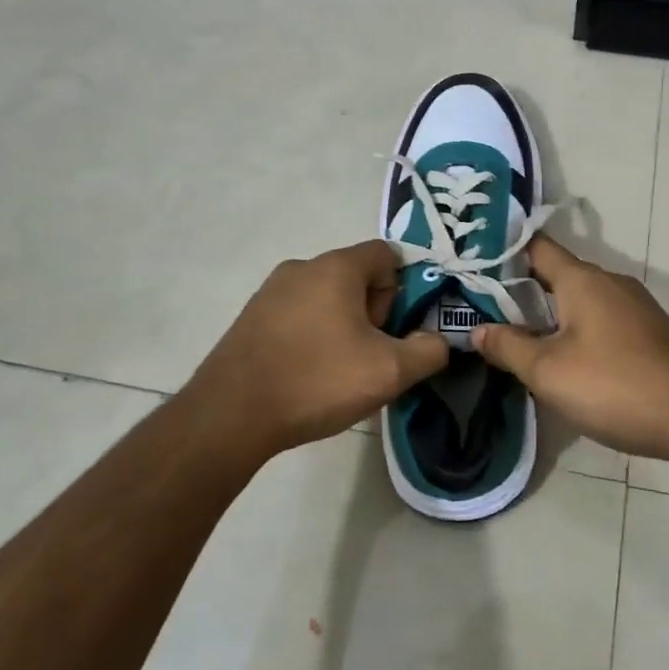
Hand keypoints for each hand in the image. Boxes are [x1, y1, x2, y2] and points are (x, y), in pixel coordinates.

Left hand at [183, 240, 449, 459]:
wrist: (231, 415)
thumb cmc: (317, 380)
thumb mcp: (390, 371)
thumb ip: (429, 351)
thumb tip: (437, 341)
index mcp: (337, 267)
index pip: (387, 254)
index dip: (401, 289)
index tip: (395, 329)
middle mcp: (302, 266)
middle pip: (356, 275)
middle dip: (373, 311)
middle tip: (369, 355)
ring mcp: (271, 290)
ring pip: (326, 297)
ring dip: (342, 325)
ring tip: (338, 371)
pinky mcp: (251, 316)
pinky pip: (298, 314)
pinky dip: (312, 335)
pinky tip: (306, 373)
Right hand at [472, 235, 668, 461]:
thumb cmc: (616, 386)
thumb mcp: (549, 371)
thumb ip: (509, 347)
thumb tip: (476, 330)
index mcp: (582, 279)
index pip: (535, 246)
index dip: (502, 252)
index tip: (472, 265)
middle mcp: (609, 282)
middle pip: (555, 274)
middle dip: (519, 290)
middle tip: (481, 308)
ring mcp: (633, 307)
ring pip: (578, 300)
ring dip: (547, 314)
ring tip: (513, 336)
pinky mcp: (647, 332)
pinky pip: (599, 320)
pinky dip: (574, 330)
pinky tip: (562, 359)